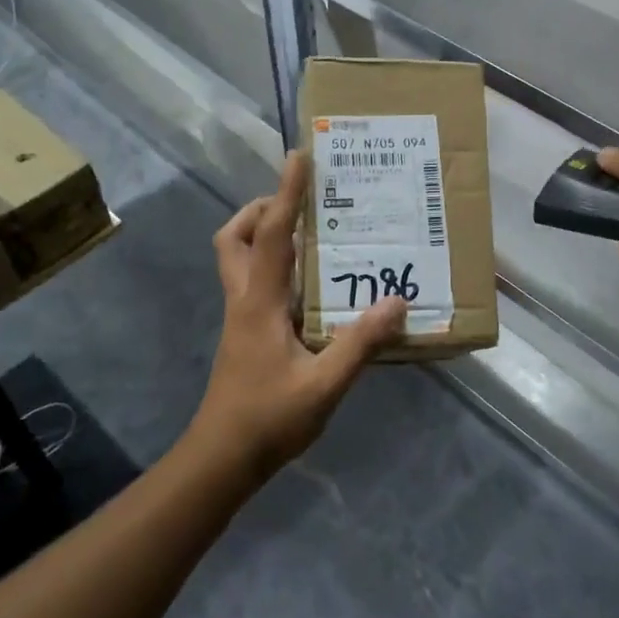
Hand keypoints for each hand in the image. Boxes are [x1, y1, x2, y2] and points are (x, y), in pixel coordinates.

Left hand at [187, 152, 406, 485]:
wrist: (221, 460)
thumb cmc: (268, 419)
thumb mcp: (324, 385)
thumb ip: (360, 343)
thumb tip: (397, 302)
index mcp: (259, 303)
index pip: (270, 234)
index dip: (285, 193)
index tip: (299, 157)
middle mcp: (244, 300)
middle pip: (234, 237)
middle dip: (260, 210)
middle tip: (299, 204)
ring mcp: (240, 317)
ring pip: (237, 258)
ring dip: (263, 234)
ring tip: (309, 234)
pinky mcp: (245, 333)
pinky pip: (254, 281)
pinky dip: (275, 265)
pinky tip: (310, 284)